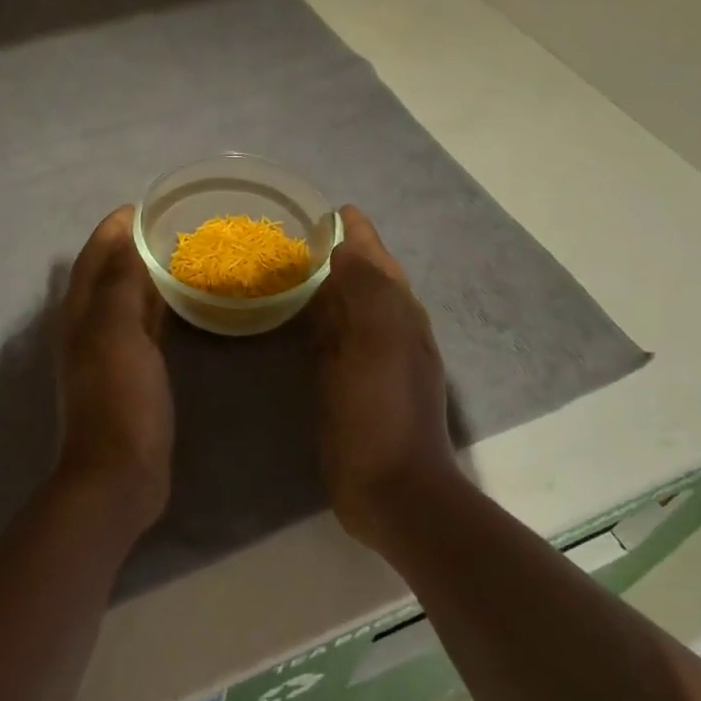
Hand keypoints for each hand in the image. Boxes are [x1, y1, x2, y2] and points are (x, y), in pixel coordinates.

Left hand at [54, 206, 173, 532]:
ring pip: (123, 301)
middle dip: (127, 248)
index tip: (140, 207)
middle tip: (164, 227)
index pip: (93, 259)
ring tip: (173, 255)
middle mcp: (88, 328)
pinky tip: (175, 304)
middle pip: (105, 276)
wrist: (118, 474)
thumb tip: (125, 239)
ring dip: (140, 276)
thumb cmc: (119, 397)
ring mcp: (108, 354)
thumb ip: (119, 284)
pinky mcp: (130, 375)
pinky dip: (153, 307)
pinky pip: (141, 327)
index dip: (112, 231)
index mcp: (80, 314)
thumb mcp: (117, 333)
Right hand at [309, 205, 461, 547]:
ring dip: (331, 284)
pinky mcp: (353, 385)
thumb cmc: (381, 412)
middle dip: (345, 252)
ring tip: (299, 265)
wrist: (393, 491)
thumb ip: (366, 289)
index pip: (378, 259)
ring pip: (351, 308)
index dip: (358, 233)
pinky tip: (303, 319)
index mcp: (400, 316)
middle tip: (306, 233)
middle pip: (368, 279)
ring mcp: (373, 361)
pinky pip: (336, 337)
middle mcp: (392, 331)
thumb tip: (346, 247)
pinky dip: (322, 319)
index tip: (333, 209)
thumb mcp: (377, 342)